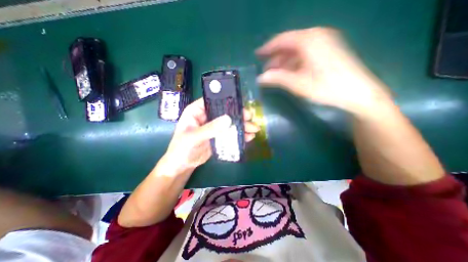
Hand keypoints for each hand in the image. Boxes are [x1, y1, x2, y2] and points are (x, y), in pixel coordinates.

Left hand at [163, 98, 261, 171]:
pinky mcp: (218, 136)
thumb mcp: (194, 138)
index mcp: (197, 111)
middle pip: (224, 112)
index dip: (227, 102)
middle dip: (238, 115)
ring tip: (254, 129)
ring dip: (241, 126)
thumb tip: (228, 119)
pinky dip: (238, 135)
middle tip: (250, 118)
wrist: (182, 165)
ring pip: (229, 123)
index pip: (213, 101)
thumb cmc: (181, 148)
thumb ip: (210, 129)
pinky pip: (230, 133)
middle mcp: (206, 116)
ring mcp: (213, 127)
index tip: (240, 106)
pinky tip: (248, 137)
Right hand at [255, 27, 391, 114]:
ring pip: (297, 50)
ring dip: (284, 61)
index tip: (258, 54)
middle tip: (265, 69)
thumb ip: (277, 78)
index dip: (268, 48)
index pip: (282, 40)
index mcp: (309, 40)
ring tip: (274, 73)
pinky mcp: (328, 50)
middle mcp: (317, 36)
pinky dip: (294, 62)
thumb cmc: (326, 87)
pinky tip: (288, 72)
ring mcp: (324, 42)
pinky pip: (305, 54)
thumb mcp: (298, 84)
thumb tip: (260, 78)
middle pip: (289, 44)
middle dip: (276, 57)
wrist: (357, 92)